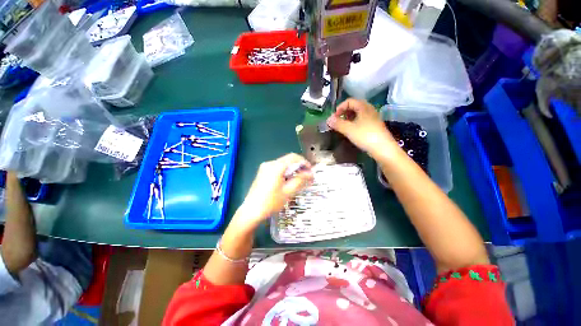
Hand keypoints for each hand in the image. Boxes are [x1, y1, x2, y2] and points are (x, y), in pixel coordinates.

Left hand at [235, 153, 312, 228]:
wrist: (251, 211)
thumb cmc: (270, 202)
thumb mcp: (288, 191)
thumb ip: (300, 180)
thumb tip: (310, 173)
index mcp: (276, 166)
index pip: (293, 157)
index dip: (304, 162)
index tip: (310, 171)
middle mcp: (269, 163)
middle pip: (288, 159)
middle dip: (299, 166)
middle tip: (306, 176)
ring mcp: (265, 167)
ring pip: (283, 164)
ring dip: (292, 169)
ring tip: (299, 179)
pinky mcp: (263, 172)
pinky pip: (277, 168)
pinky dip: (285, 171)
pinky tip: (288, 180)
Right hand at [327, 98, 396, 157]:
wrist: (383, 148)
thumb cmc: (365, 136)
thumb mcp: (348, 129)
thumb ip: (337, 123)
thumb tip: (328, 119)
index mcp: (363, 107)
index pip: (349, 101)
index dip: (340, 107)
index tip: (334, 117)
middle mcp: (369, 109)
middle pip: (354, 106)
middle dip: (343, 113)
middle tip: (337, 121)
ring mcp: (373, 117)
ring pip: (358, 114)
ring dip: (348, 118)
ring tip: (343, 126)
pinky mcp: (374, 125)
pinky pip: (362, 120)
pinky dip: (354, 123)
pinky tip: (351, 131)